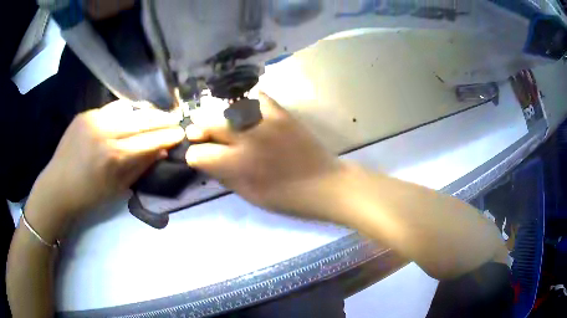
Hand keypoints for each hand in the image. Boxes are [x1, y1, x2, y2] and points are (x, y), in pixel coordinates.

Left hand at [25, 100, 183, 239]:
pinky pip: (111, 109)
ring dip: (144, 113)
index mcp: (113, 156)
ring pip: (127, 109)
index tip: (181, 133)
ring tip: (155, 116)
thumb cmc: (89, 195)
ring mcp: (93, 119)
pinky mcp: (85, 114)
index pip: (149, 141)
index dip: (167, 136)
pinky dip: (124, 112)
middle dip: (162, 120)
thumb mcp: (118, 188)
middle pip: (141, 120)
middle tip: (175, 119)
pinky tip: (129, 117)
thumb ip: (140, 167)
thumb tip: (162, 151)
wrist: (58, 186)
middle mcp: (105, 131)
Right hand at [186, 92, 345, 220]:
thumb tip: (206, 161)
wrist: (326, 184)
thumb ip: (224, 177)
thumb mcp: (250, 196)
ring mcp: (264, 120)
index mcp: (238, 165)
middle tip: (199, 134)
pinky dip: (243, 102)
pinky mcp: (281, 111)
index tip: (198, 158)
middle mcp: (247, 138)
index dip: (194, 157)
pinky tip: (241, 110)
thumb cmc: (288, 199)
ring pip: (226, 107)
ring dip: (216, 115)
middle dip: (199, 131)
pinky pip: (254, 97)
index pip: (198, 154)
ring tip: (218, 122)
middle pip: (207, 123)